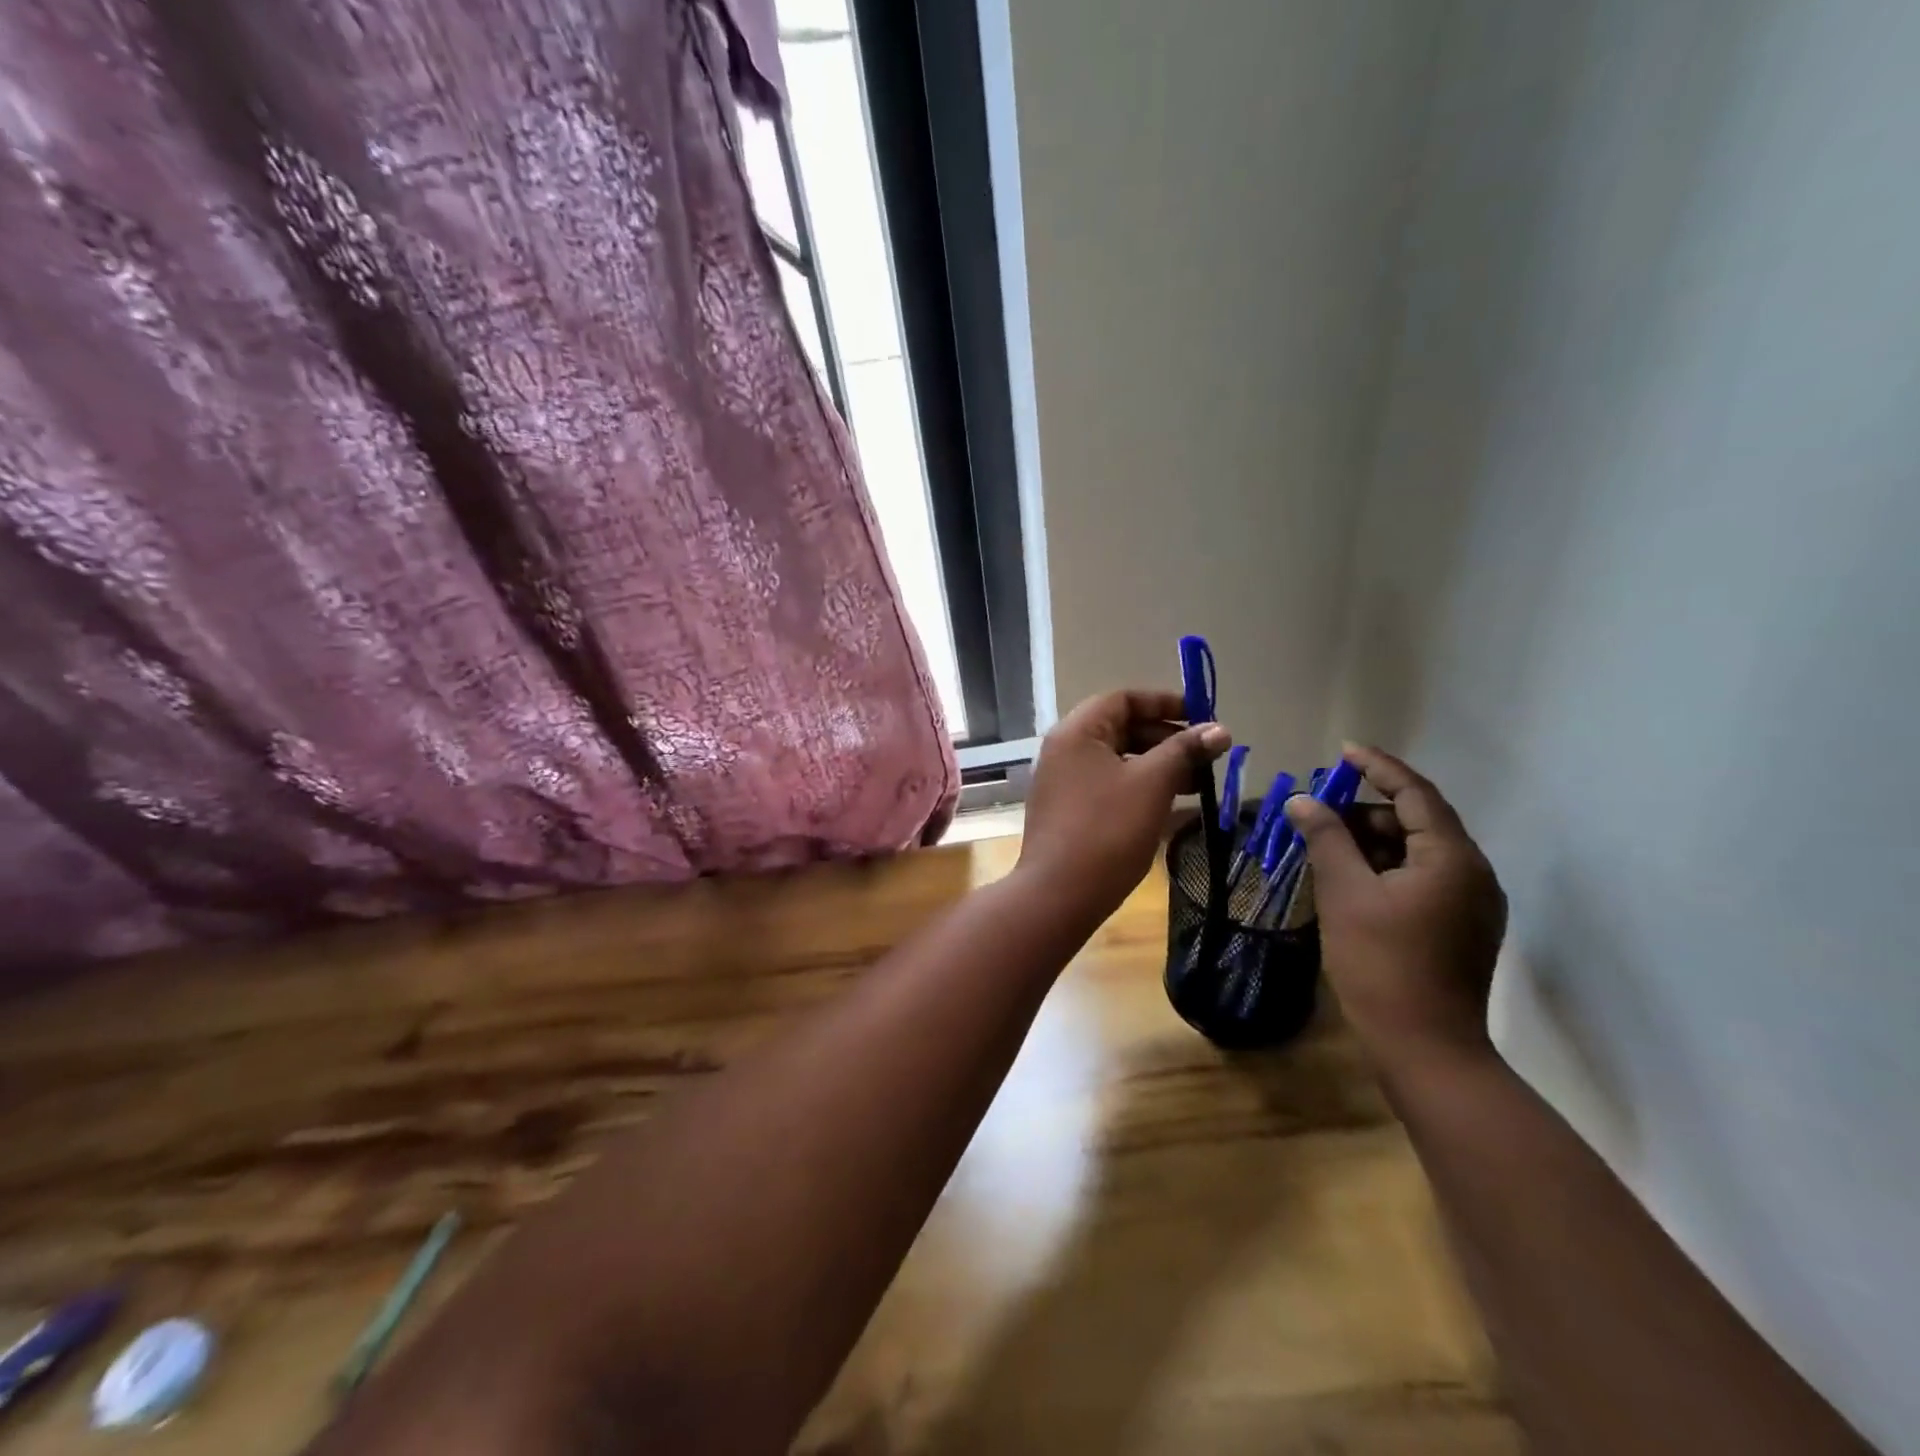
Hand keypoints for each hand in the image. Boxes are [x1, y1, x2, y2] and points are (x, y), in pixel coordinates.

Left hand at [1018, 689, 1230, 919]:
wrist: (1059, 894)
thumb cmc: (1107, 830)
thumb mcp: (1152, 784)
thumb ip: (1185, 751)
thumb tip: (1219, 730)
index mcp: (1077, 732)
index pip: (1123, 699)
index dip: (1165, 703)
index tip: (1204, 718)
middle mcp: (1065, 750)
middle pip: (1122, 729)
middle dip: (1168, 739)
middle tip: (1207, 758)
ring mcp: (1064, 783)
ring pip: (1119, 761)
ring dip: (1159, 767)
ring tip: (1200, 785)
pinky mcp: (1069, 812)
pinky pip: (1110, 788)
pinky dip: (1142, 790)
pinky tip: (1176, 809)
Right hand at [1284, 746, 1506, 1072]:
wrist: (1426, 1048)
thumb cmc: (1382, 963)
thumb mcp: (1345, 893)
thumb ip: (1326, 839)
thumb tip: (1305, 800)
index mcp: (1452, 858)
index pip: (1415, 794)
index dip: (1378, 767)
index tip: (1343, 751)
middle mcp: (1472, 873)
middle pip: (1416, 822)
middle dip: (1366, 810)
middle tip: (1319, 809)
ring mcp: (1470, 904)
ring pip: (1417, 852)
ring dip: (1372, 841)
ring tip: (1324, 844)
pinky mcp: (1459, 927)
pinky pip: (1420, 878)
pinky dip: (1384, 868)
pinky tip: (1349, 878)